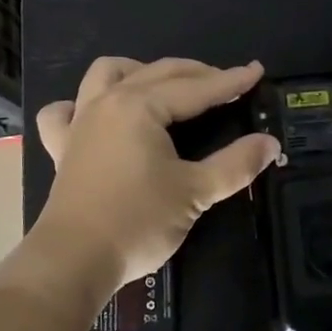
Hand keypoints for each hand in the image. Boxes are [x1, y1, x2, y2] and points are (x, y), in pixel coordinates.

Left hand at [32, 56, 280, 290]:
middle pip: (157, 73)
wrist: (74, 259)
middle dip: (196, 73)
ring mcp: (80, 122)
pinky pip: (65, 111)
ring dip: (138, 71)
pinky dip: (80, 105)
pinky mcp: (62, 147)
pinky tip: (95, 115)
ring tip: (163, 87)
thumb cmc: (137, 221)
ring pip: (106, 74)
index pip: (195, 88)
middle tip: (227, 83)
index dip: (230, 81)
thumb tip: (269, 143)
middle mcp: (108, 102)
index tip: (256, 72)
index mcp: (140, 106)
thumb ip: (235, 164)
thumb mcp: (195, 192)